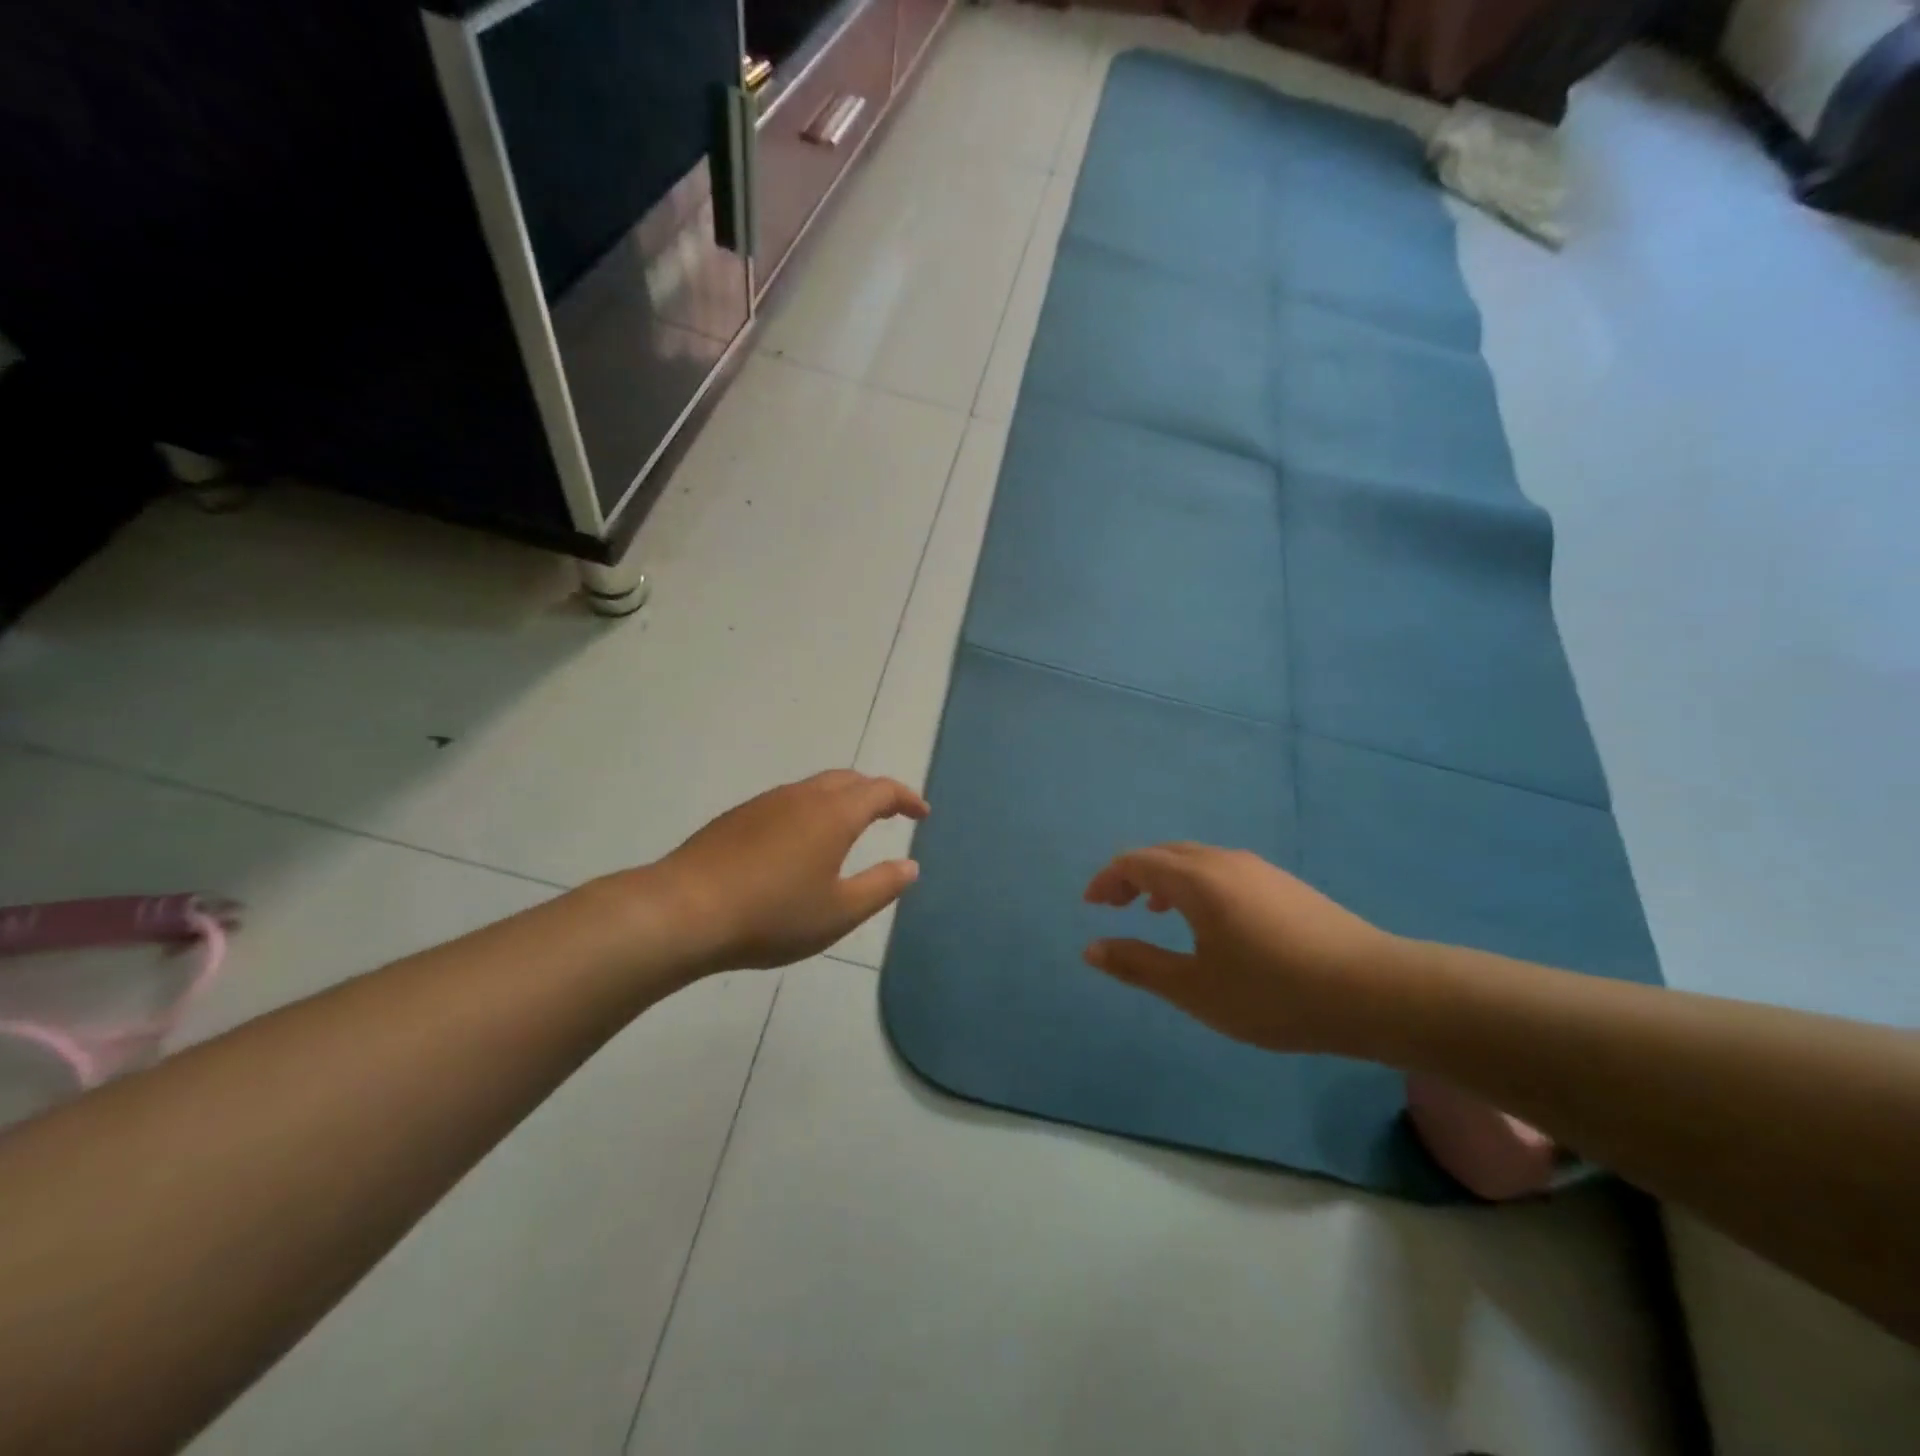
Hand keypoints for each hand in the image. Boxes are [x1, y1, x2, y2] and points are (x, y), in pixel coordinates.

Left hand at [630, 771, 928, 974]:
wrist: (685, 911)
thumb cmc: (773, 915)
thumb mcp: (839, 912)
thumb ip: (881, 886)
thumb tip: (910, 866)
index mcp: (834, 814)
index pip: (881, 790)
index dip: (906, 798)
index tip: (922, 814)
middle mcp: (802, 797)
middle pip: (848, 780)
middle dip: (875, 792)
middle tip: (891, 814)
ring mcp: (766, 803)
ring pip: (815, 788)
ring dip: (841, 799)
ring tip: (849, 828)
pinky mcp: (738, 816)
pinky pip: (788, 801)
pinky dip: (811, 810)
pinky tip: (800, 843)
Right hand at [1083, 843, 1405, 1056]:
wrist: (1375, 991)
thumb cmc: (1274, 993)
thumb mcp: (1195, 988)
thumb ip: (1138, 964)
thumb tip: (1091, 948)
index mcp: (1196, 880)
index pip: (1136, 862)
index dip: (1107, 879)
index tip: (1091, 906)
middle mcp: (1224, 862)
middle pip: (1164, 854)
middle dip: (1132, 875)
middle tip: (1114, 906)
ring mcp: (1259, 869)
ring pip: (1196, 860)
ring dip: (1165, 878)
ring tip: (1155, 911)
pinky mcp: (1284, 884)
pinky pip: (1222, 870)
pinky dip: (1195, 884)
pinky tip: (1210, 921)